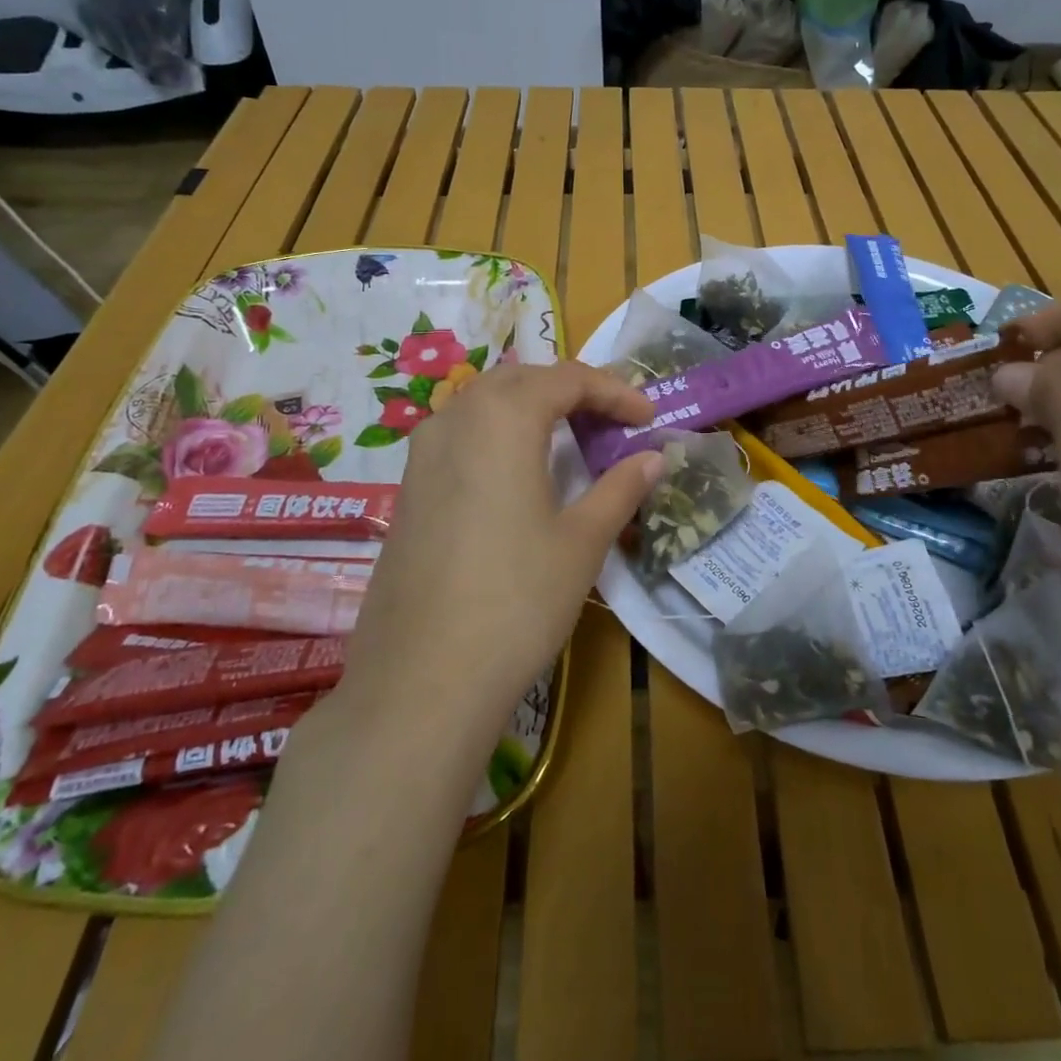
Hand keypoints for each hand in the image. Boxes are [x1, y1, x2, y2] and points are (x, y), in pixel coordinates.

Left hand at [338, 362, 663, 739]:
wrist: (421, 681)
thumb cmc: (516, 600)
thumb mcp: (582, 541)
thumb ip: (620, 488)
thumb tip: (653, 458)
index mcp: (501, 418)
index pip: (567, 379)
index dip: (614, 391)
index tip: (647, 416)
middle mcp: (455, 419)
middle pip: (521, 380)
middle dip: (571, 390)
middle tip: (611, 421)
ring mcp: (422, 454)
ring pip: (484, 403)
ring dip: (531, 408)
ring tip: (570, 438)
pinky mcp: (408, 488)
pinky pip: (460, 435)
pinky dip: (499, 433)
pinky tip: (518, 472)